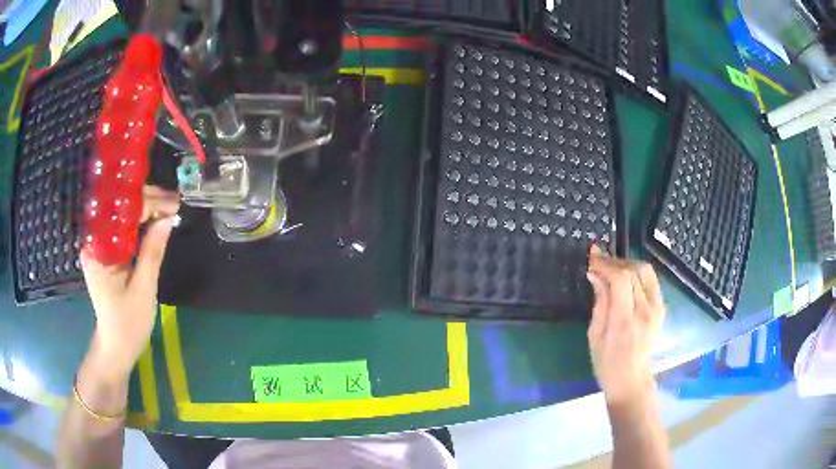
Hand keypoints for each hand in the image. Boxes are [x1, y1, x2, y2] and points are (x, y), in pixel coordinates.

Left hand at [81, 186, 178, 380]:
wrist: (117, 344)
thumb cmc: (128, 323)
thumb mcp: (143, 289)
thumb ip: (153, 251)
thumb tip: (168, 217)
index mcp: (97, 249)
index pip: (121, 212)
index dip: (148, 203)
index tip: (173, 203)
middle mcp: (94, 240)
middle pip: (121, 208)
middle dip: (148, 201)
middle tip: (175, 204)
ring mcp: (100, 244)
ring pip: (123, 214)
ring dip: (146, 208)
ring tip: (170, 207)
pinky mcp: (107, 250)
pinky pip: (123, 227)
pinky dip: (141, 221)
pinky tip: (157, 218)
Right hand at [587, 246, 664, 406]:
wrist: (631, 378)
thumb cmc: (606, 362)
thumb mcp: (594, 335)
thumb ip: (599, 302)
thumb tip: (595, 274)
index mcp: (625, 321)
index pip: (621, 279)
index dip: (606, 263)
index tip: (592, 257)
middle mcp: (645, 311)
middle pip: (634, 270)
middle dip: (614, 261)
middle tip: (599, 263)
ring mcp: (657, 309)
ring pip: (645, 271)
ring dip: (627, 264)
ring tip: (612, 269)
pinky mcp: (661, 308)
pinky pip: (651, 280)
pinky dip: (637, 273)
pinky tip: (627, 280)